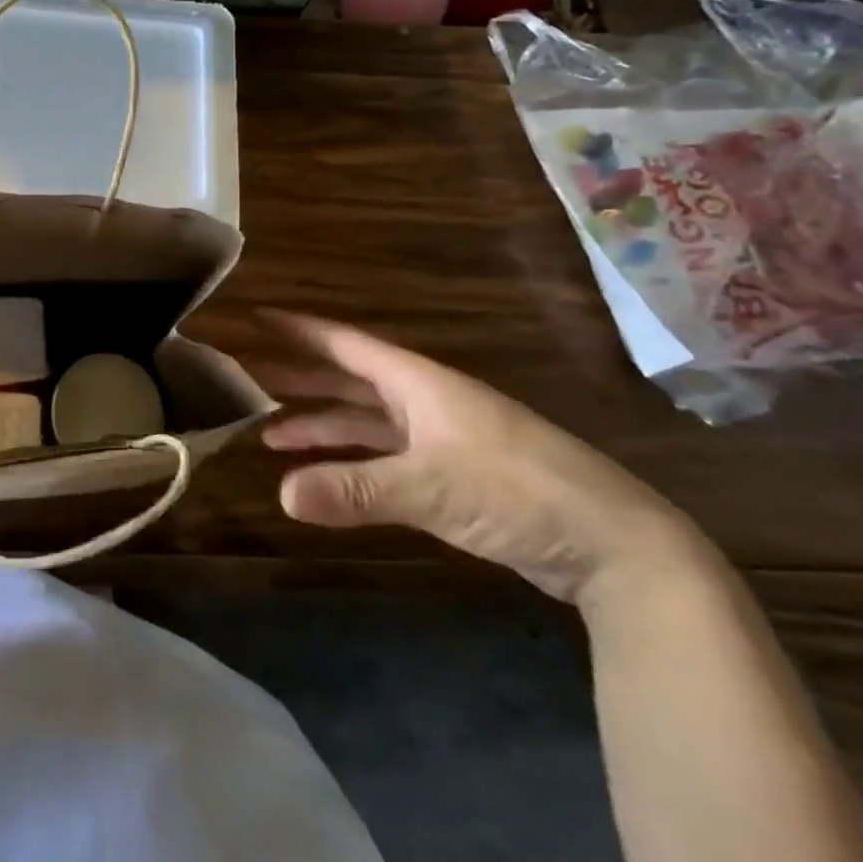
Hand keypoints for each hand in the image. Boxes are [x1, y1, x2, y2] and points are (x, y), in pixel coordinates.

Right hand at [262, 313, 706, 605]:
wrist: (618, 545)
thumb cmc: (518, 491)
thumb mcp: (432, 488)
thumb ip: (356, 490)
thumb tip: (281, 494)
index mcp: (417, 382)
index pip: (343, 344)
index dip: (298, 330)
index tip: (255, 316)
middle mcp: (423, 400)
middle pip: (347, 379)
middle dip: (298, 378)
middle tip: (244, 375)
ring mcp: (439, 437)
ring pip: (363, 420)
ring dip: (319, 424)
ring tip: (268, 432)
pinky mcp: (452, 475)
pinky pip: (382, 455)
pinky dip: (350, 460)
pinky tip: (323, 475)